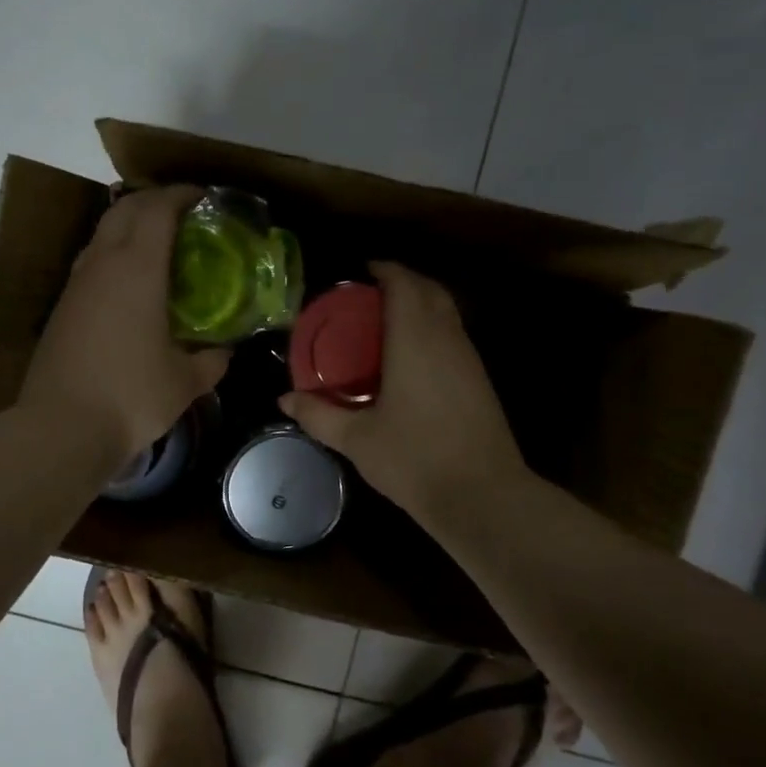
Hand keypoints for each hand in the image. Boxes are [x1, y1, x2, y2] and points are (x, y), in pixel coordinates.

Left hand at [21, 185, 230, 461]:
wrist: (61, 427)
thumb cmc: (131, 396)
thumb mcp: (184, 382)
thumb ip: (211, 361)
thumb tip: (224, 351)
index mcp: (137, 269)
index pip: (157, 209)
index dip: (181, 195)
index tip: (204, 197)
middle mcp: (102, 264)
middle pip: (125, 210)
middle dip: (154, 201)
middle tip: (183, 215)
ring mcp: (76, 284)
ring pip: (102, 234)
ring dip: (129, 226)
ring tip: (158, 244)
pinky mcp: (62, 307)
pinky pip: (91, 262)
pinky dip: (113, 255)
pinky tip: (129, 284)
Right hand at [279, 262, 530, 521]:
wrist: (482, 496)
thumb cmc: (414, 459)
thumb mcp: (356, 439)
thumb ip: (318, 414)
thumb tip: (284, 400)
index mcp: (415, 340)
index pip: (404, 285)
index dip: (385, 270)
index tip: (362, 271)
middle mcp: (446, 339)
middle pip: (430, 290)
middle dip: (404, 281)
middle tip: (370, 294)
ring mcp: (469, 359)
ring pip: (447, 312)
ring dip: (421, 304)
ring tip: (386, 320)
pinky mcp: (480, 380)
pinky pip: (454, 335)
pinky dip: (432, 328)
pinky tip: (411, 356)